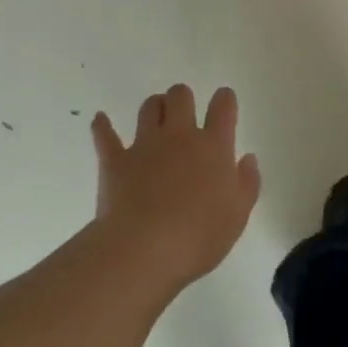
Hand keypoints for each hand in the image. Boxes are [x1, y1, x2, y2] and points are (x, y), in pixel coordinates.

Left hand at [90, 85, 261, 290]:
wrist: (144, 249)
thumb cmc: (199, 237)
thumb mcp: (238, 216)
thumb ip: (247, 183)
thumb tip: (247, 158)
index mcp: (213, 147)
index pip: (223, 108)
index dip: (224, 99)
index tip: (224, 100)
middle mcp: (179, 136)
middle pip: (180, 97)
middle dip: (183, 98)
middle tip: (185, 113)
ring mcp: (144, 145)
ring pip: (149, 108)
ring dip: (154, 107)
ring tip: (156, 116)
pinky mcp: (115, 160)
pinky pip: (105, 135)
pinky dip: (102, 126)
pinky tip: (100, 120)